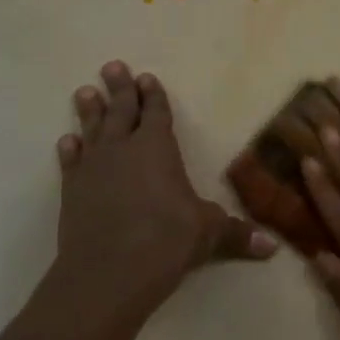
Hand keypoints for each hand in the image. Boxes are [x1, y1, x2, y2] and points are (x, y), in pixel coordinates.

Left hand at [54, 62, 274, 316]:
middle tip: (113, 66)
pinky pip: (71, 162)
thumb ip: (237, 235)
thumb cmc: (166, 241)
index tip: (146, 78)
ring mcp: (93, 168)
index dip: (153, 95)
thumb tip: (272, 248)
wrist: (108, 272)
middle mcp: (123, 149)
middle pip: (121, 110)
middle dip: (119, 88)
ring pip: (92, 129)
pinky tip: (67, 141)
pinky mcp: (72, 191)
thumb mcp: (209, 234)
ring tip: (85, 91)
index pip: (156, 113)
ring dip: (89, 110)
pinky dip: (70, 150)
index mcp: (157, 148)